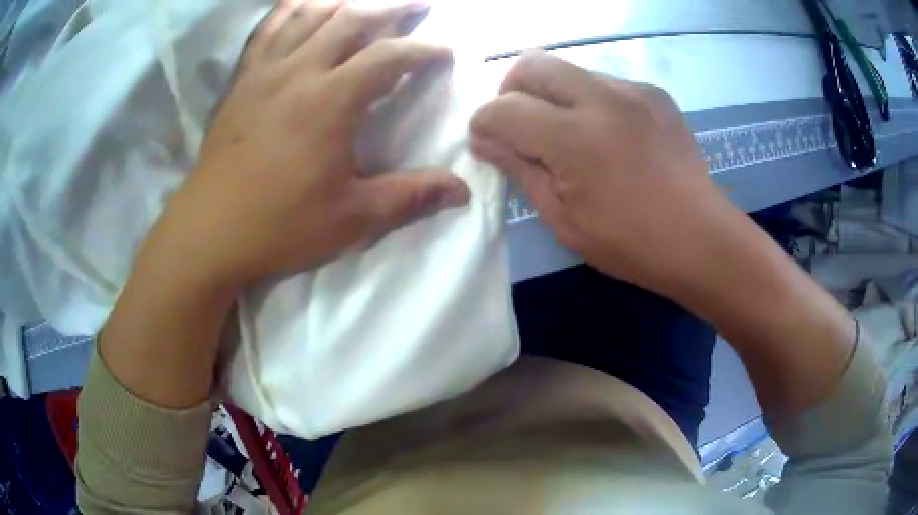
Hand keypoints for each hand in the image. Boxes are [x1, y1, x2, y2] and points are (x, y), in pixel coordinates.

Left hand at [150, 0, 469, 290]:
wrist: (209, 233)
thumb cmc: (280, 226)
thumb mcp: (353, 219)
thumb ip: (410, 197)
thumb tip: (462, 192)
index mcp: (331, 101)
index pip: (389, 56)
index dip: (423, 49)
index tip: (444, 51)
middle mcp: (299, 71)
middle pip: (351, 18)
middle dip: (391, 7)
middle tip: (418, 3)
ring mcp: (265, 71)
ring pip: (309, 13)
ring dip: (344, 0)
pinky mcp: (242, 80)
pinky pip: (268, 29)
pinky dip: (290, 8)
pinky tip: (304, 4)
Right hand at [470, 53, 739, 295]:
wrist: (702, 238)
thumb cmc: (631, 243)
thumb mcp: (563, 219)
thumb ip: (520, 170)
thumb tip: (486, 141)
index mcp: (575, 138)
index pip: (504, 108)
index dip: (484, 124)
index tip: (487, 143)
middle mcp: (602, 98)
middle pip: (532, 64)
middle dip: (510, 90)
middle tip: (519, 125)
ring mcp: (633, 90)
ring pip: (568, 70)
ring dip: (552, 96)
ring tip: (568, 134)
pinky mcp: (654, 93)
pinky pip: (604, 83)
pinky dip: (589, 101)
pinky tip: (607, 135)